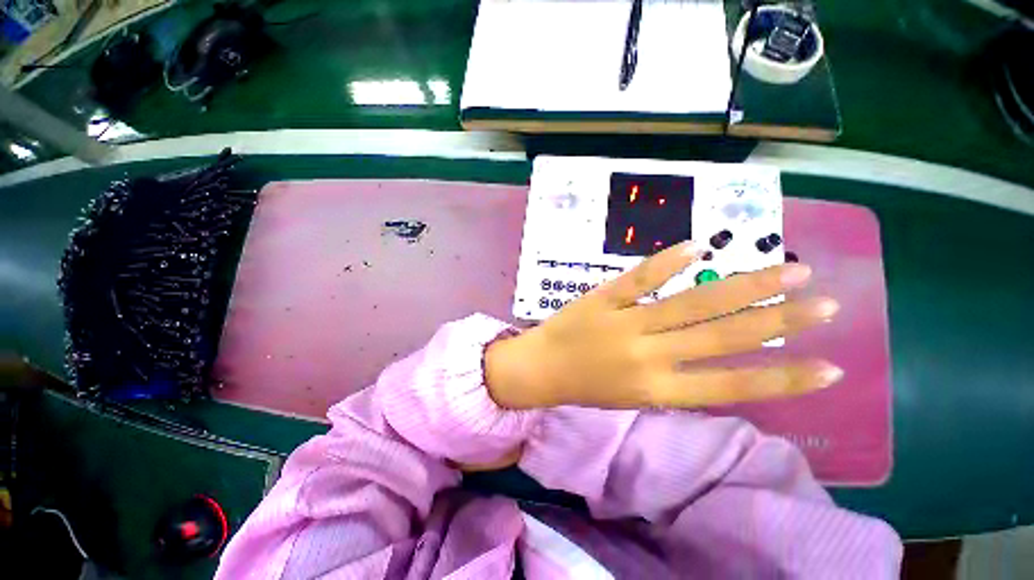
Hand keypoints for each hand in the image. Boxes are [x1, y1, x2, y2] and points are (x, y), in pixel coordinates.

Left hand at [486, 241, 841, 409]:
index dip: (785, 378)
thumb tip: (718, 357)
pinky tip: (696, 246)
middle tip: (826, 301)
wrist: (540, 368)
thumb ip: (676, 380)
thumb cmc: (587, 385)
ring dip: (742, 285)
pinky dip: (666, 261)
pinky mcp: (603, 298)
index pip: (733, 386)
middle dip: (779, 319)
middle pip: (722, 335)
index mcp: (657, 389)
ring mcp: (625, 322)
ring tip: (787, 269)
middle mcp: (648, 355)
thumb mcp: (635, 396)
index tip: (832, 365)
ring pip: (690, 302)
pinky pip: (638, 278)